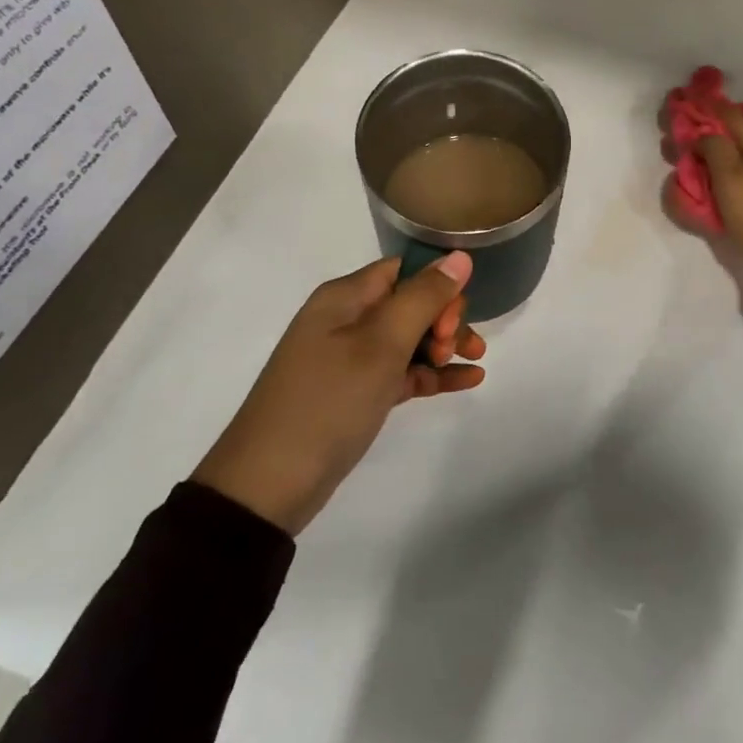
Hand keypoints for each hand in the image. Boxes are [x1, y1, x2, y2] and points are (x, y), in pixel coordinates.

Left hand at [192, 252, 485, 534]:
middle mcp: (347, 320)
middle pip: (410, 302)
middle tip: (456, 348)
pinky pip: (402, 371)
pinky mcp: (356, 393)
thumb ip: (423, 298)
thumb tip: (459, 257)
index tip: (452, 321)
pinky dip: (432, 373)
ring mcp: (350, 358)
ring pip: (410, 338)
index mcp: (345, 297)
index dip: (437, 287)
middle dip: (444, 319)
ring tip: (474, 364)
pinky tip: (468, 380)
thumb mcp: (380, 345)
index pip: (404, 270)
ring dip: (444, 346)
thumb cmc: (328, 402)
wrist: (268, 485)